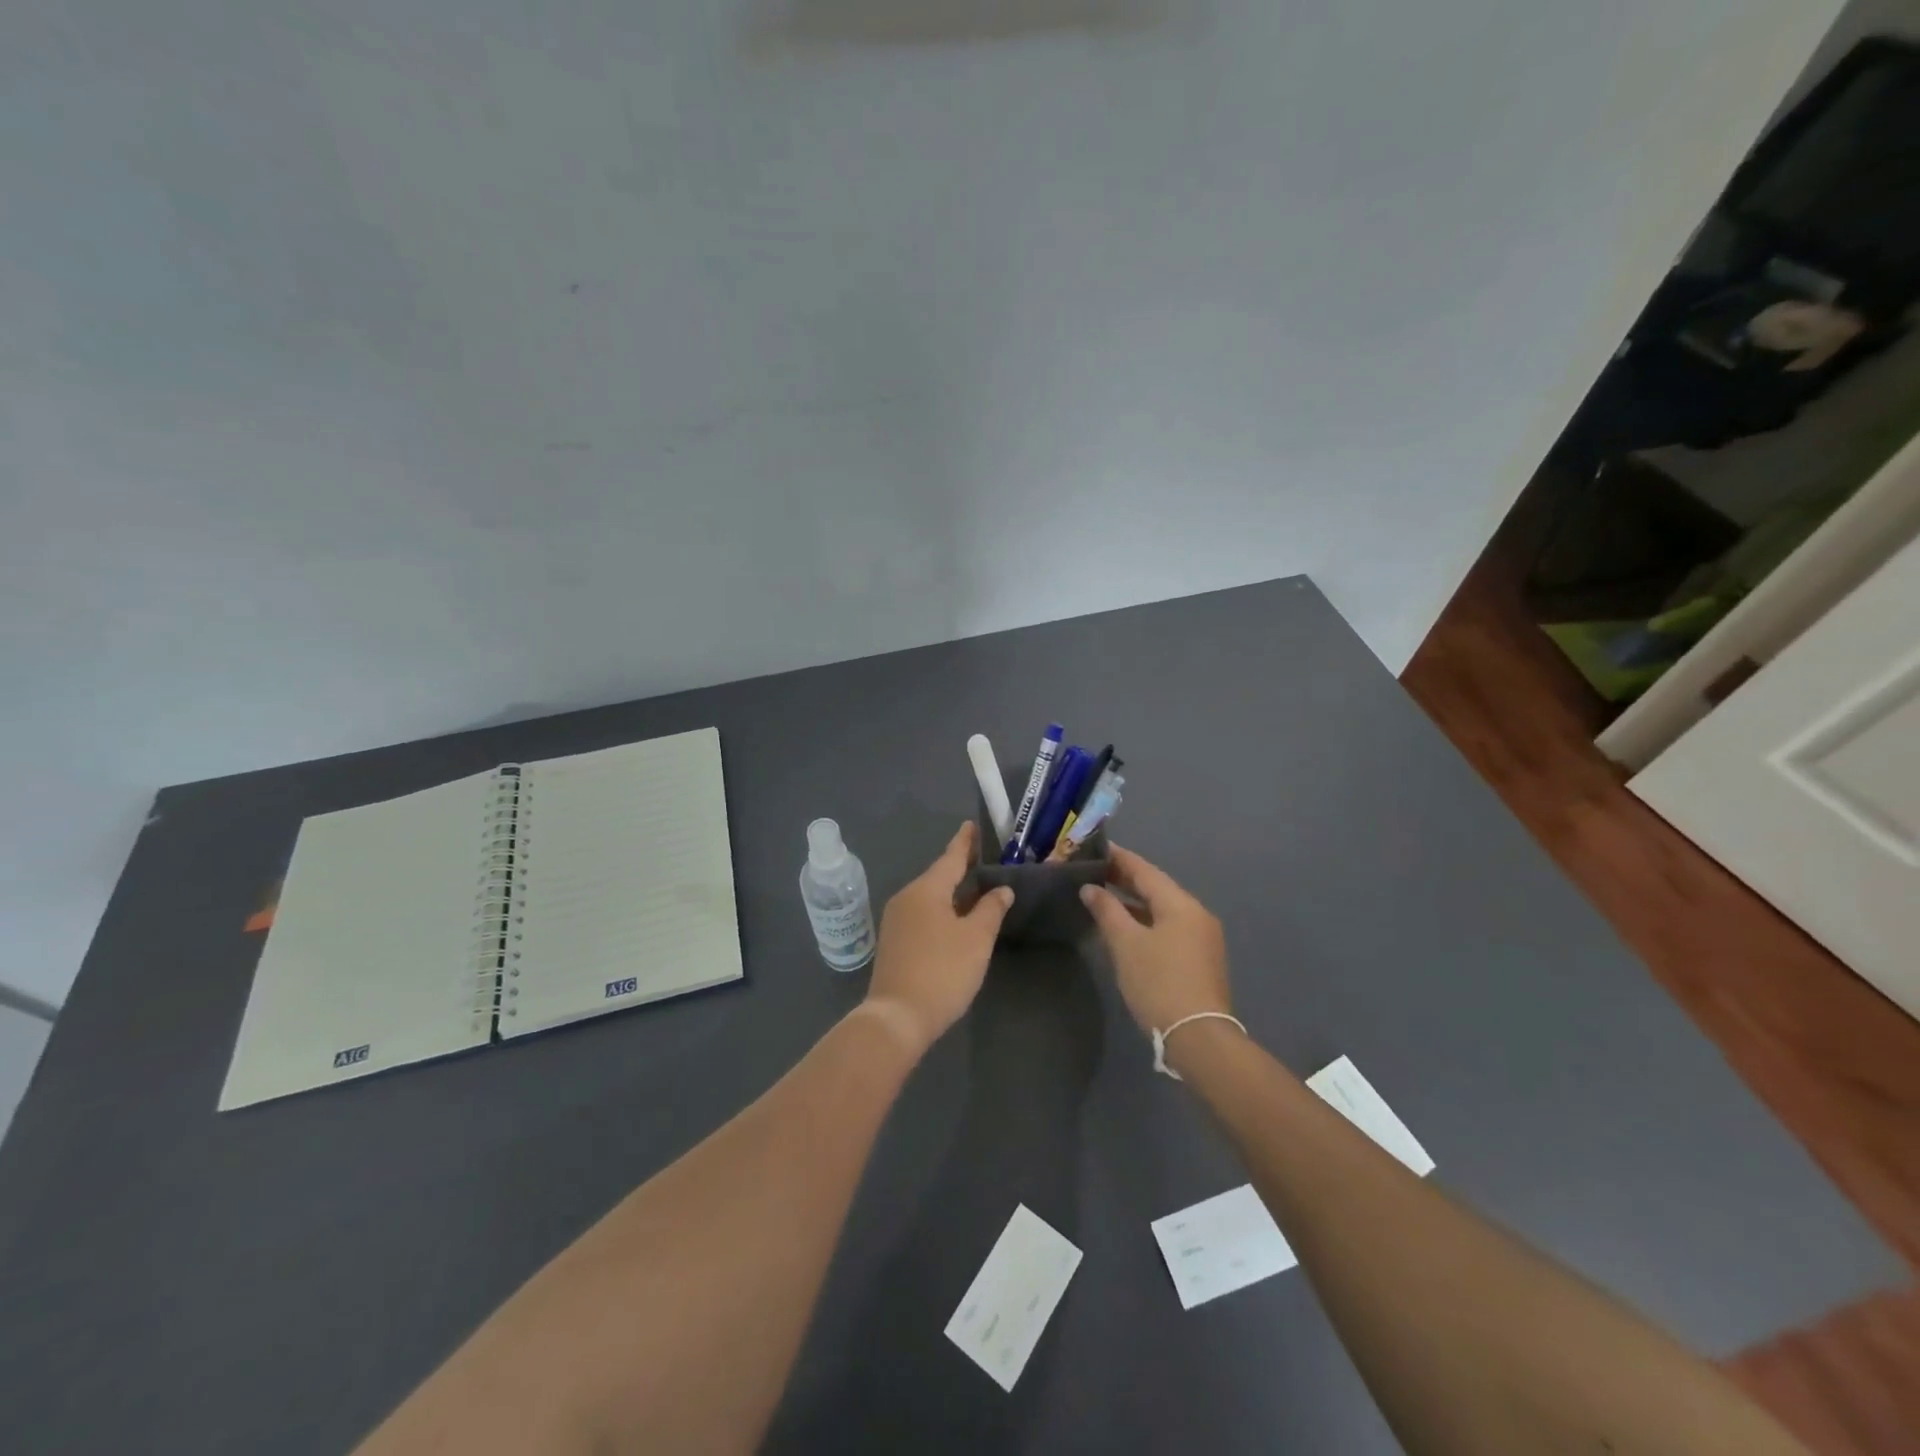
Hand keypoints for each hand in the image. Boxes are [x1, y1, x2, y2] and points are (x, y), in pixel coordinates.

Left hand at [864, 822, 1012, 1052]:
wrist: (897, 1017)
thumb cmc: (942, 971)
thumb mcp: (976, 939)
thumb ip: (990, 910)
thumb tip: (1001, 889)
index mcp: (926, 890)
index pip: (950, 857)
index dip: (964, 842)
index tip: (971, 825)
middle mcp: (906, 898)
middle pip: (938, 876)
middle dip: (959, 867)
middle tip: (982, 857)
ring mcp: (896, 921)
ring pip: (929, 897)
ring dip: (951, 891)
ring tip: (974, 887)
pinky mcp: (894, 942)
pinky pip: (922, 914)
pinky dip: (941, 910)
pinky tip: (955, 919)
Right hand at [1080, 845, 1230, 1034]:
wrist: (1198, 1038)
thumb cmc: (1159, 983)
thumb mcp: (1126, 944)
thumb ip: (1107, 911)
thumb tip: (1090, 888)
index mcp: (1181, 904)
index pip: (1144, 870)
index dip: (1119, 858)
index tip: (1095, 847)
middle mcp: (1196, 914)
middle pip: (1156, 888)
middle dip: (1125, 879)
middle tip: (1093, 870)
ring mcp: (1202, 938)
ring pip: (1162, 909)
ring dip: (1134, 902)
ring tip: (1104, 896)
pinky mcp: (1200, 959)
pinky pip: (1169, 927)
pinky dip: (1146, 921)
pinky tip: (1126, 927)